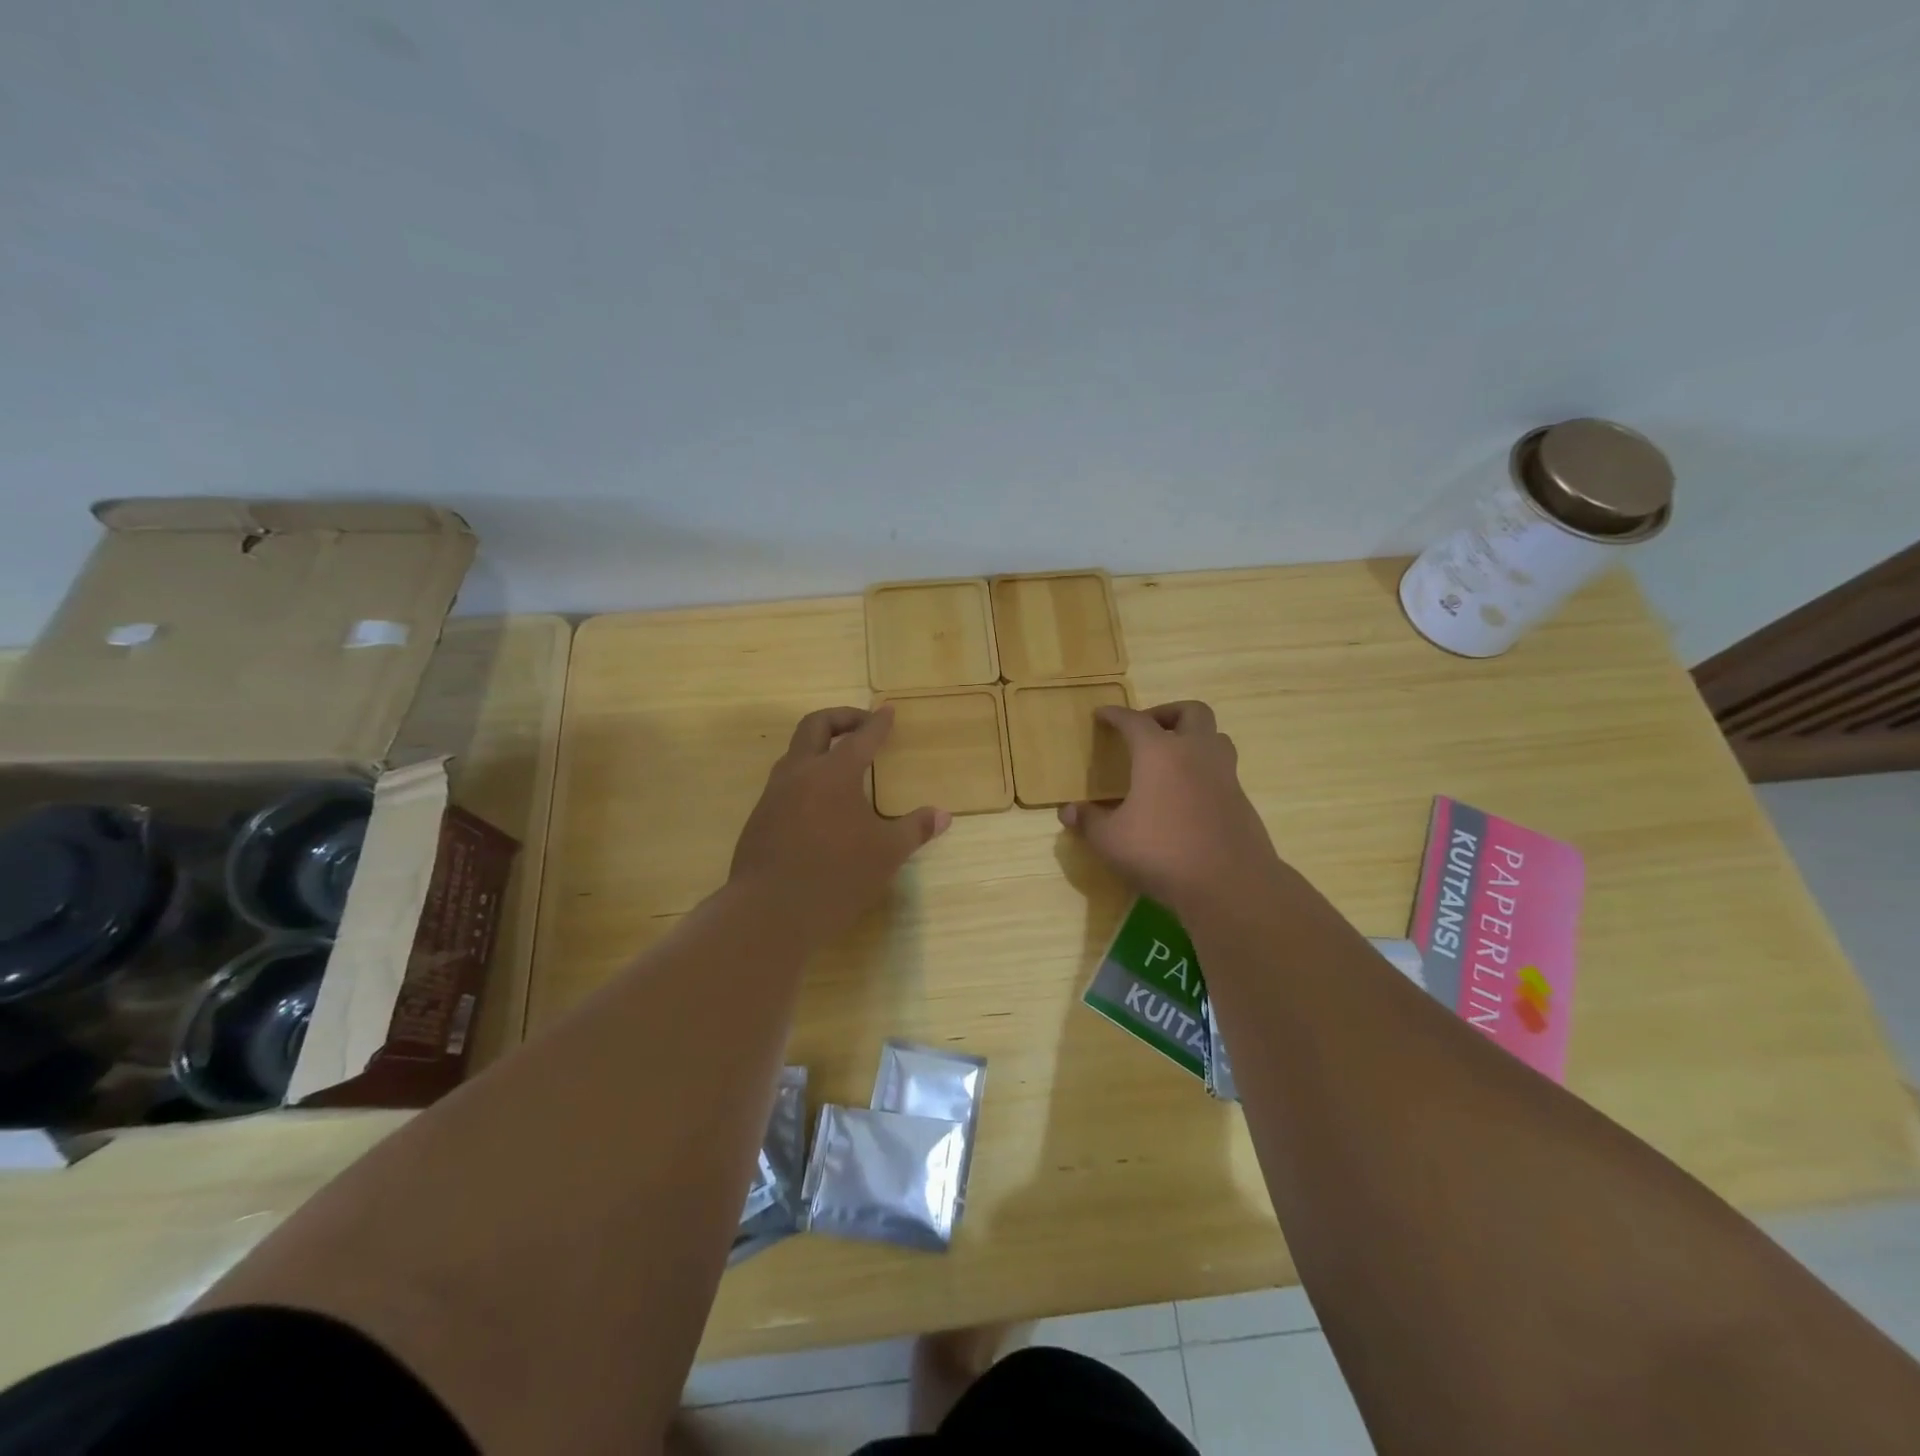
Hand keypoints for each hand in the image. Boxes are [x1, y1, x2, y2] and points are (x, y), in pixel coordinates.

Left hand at [730, 706, 951, 944]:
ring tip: (840, 765)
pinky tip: (819, 806)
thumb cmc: (836, 876)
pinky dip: (805, 779)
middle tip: (861, 725)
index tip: (888, 711)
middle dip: (840, 718)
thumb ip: (914, 829)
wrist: (769, 912)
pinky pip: (784, 784)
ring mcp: (773, 795)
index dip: (878, 723)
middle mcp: (800, 774)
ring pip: (794, 754)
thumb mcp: (886, 854)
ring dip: (819, 749)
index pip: (860, 738)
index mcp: (834, 773)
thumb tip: (943, 815)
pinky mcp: (759, 819)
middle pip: (815, 726)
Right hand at [1058, 700, 1281, 912]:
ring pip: (1216, 738)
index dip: (1116, 715)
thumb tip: (1068, 811)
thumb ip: (1089, 821)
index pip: (1135, 721)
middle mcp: (1196, 753)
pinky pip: (1223, 771)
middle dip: (1168, 713)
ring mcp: (1225, 776)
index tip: (1102, 714)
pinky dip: (1204, 771)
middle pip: (1191, 712)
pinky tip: (1187, 797)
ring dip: (1194, 738)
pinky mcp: (1242, 801)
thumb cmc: (1162, 852)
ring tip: (1172, 759)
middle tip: (1148, 730)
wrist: (1230, 884)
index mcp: (1160, 753)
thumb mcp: (1111, 841)